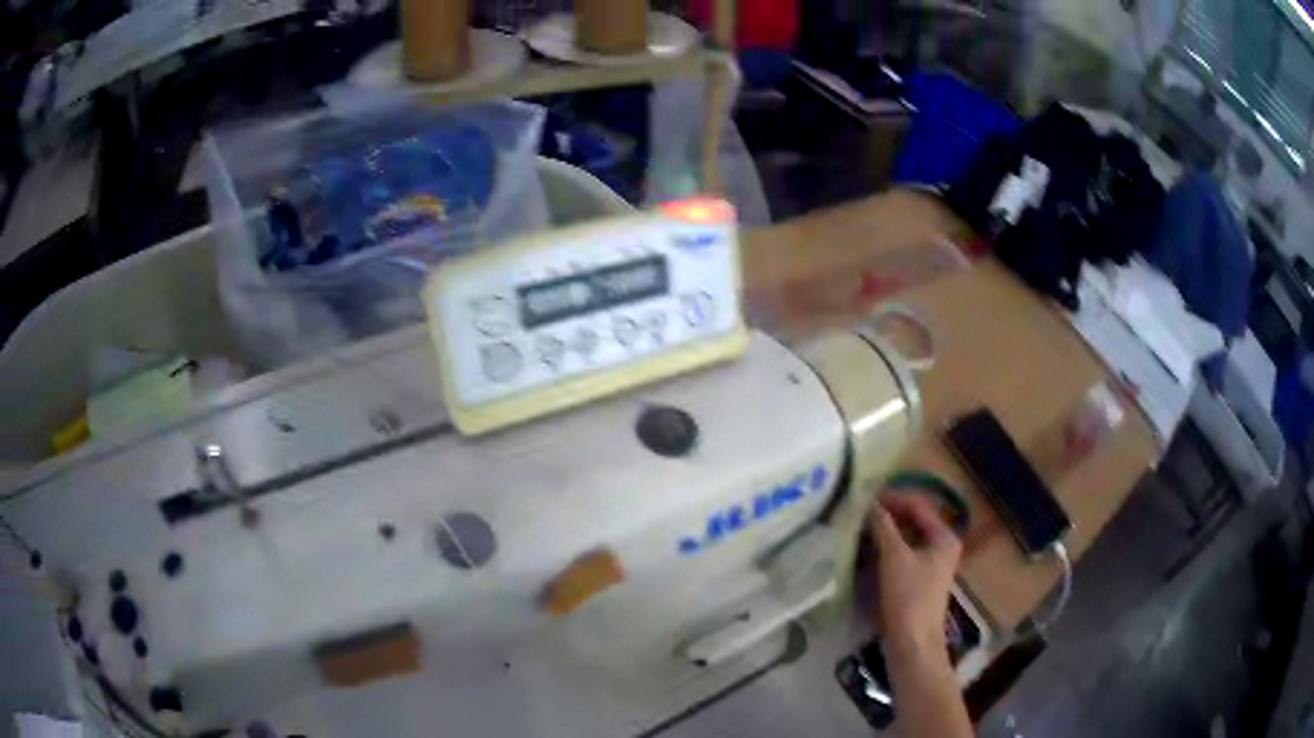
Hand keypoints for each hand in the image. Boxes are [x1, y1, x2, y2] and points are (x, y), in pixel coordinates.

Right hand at [869, 493, 962, 655]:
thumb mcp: (894, 558)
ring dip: (885, 534)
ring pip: (906, 540)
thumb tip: (869, 504)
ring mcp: (931, 566)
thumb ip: (883, 527)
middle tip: (859, 513)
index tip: (865, 497)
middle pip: (913, 522)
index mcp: (944, 537)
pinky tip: (867, 552)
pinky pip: (903, 556)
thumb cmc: (908, 597)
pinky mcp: (919, 582)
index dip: (893, 499)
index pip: (918, 506)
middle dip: (888, 517)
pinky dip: (886, 551)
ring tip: (859, 530)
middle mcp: (942, 547)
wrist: (912, 642)